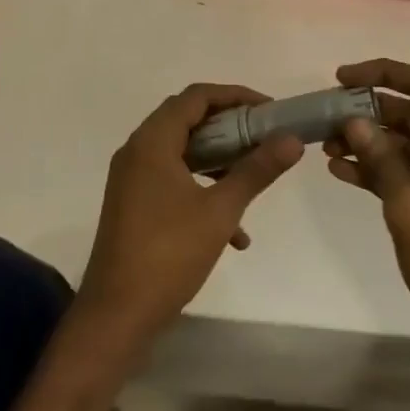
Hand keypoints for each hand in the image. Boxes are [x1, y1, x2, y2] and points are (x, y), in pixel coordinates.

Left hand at [77, 83, 302, 350]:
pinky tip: (235, 234)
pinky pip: (173, 181)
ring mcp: (132, 179)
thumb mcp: (221, 211)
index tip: (268, 109)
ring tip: (252, 177)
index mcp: (152, 142)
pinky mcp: (134, 204)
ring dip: (218, 160)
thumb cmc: (169, 254)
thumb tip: (292, 140)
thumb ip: (257, 170)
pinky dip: (203, 191)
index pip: (196, 97)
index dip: (235, 95)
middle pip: (188, 120)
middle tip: (264, 136)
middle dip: (230, 126)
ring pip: (182, 152)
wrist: (117, 314)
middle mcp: (137, 152)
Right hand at [325, 59, 409, 364]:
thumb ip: (380, 158)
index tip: (343, 78)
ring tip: (328, 147)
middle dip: (373, 114)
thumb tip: (353, 121)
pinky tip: (344, 172)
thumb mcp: (409, 206)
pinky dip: (386, 170)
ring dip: (374, 144)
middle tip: (329, 117)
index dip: (384, 74)